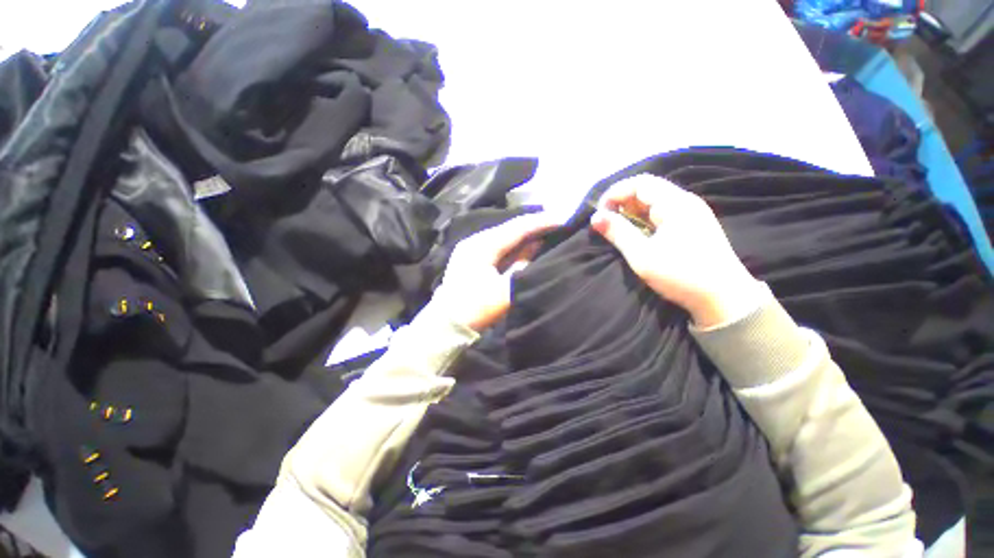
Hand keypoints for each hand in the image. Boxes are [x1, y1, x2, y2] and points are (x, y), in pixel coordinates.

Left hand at [433, 213, 559, 330]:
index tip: (563, 218)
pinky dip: (514, 247)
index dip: (541, 222)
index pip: (517, 228)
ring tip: (546, 231)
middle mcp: (476, 241)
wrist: (445, 326)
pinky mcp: (472, 259)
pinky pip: (498, 247)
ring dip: (524, 236)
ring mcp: (472, 249)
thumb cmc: (476, 309)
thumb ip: (523, 267)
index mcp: (483, 245)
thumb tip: (536, 246)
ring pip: (504, 238)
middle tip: (557, 223)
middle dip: (533, 226)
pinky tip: (526, 246)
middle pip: (510, 229)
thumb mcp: (505, 291)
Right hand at [590, 175, 762, 327]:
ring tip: (617, 228)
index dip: (615, 193)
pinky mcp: (694, 227)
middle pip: (648, 190)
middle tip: (605, 222)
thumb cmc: (681, 274)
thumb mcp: (642, 255)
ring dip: (632, 211)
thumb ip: (618, 233)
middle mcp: (686, 202)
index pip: (640, 183)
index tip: (599, 213)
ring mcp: (692, 214)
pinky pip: (664, 213)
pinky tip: (638, 233)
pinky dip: (645, 219)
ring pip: (656, 202)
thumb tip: (595, 218)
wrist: (725, 299)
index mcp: (676, 203)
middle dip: (622, 202)